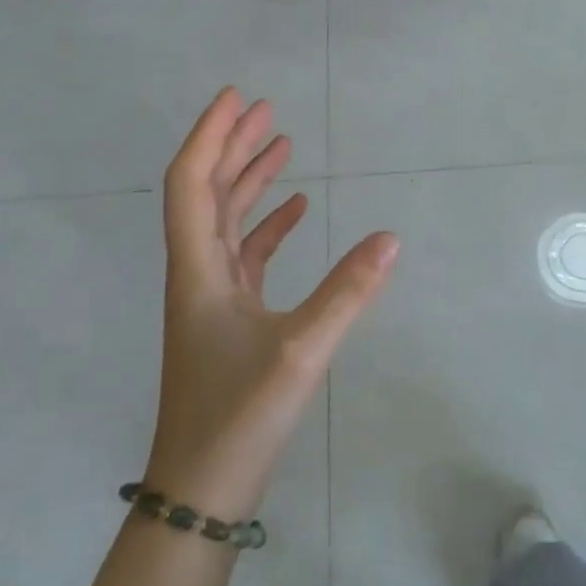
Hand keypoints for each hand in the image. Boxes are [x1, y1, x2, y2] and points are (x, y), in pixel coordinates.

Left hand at [148, 89, 397, 518]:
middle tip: (263, 108)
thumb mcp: (300, 351)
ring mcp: (213, 296)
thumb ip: (348, 292)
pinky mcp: (230, 317)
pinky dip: (268, 226)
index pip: (193, 183)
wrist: (202, 487)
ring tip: (281, 144)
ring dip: (249, 180)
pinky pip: (247, 254)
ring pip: (226, 221)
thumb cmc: (239, 415)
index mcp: (199, 270)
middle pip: (208, 192)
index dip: (210, 135)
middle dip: (233, 146)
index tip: (236, 98)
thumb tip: (391, 238)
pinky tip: (298, 211)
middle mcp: (198, 273)